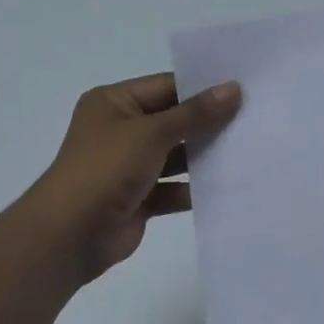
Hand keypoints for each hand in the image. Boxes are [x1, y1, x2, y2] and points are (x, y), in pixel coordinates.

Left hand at [21, 73, 241, 283]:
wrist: (69, 236)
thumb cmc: (105, 170)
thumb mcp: (152, 134)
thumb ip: (195, 114)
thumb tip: (234, 89)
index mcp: (114, 103)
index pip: (167, 87)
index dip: (204, 88)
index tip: (244, 90)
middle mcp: (121, 130)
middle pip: (174, 121)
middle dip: (209, 123)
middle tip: (255, 118)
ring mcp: (129, 166)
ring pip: (176, 156)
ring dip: (205, 156)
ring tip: (248, 150)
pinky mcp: (139, 198)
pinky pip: (174, 188)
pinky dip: (195, 188)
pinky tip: (229, 185)